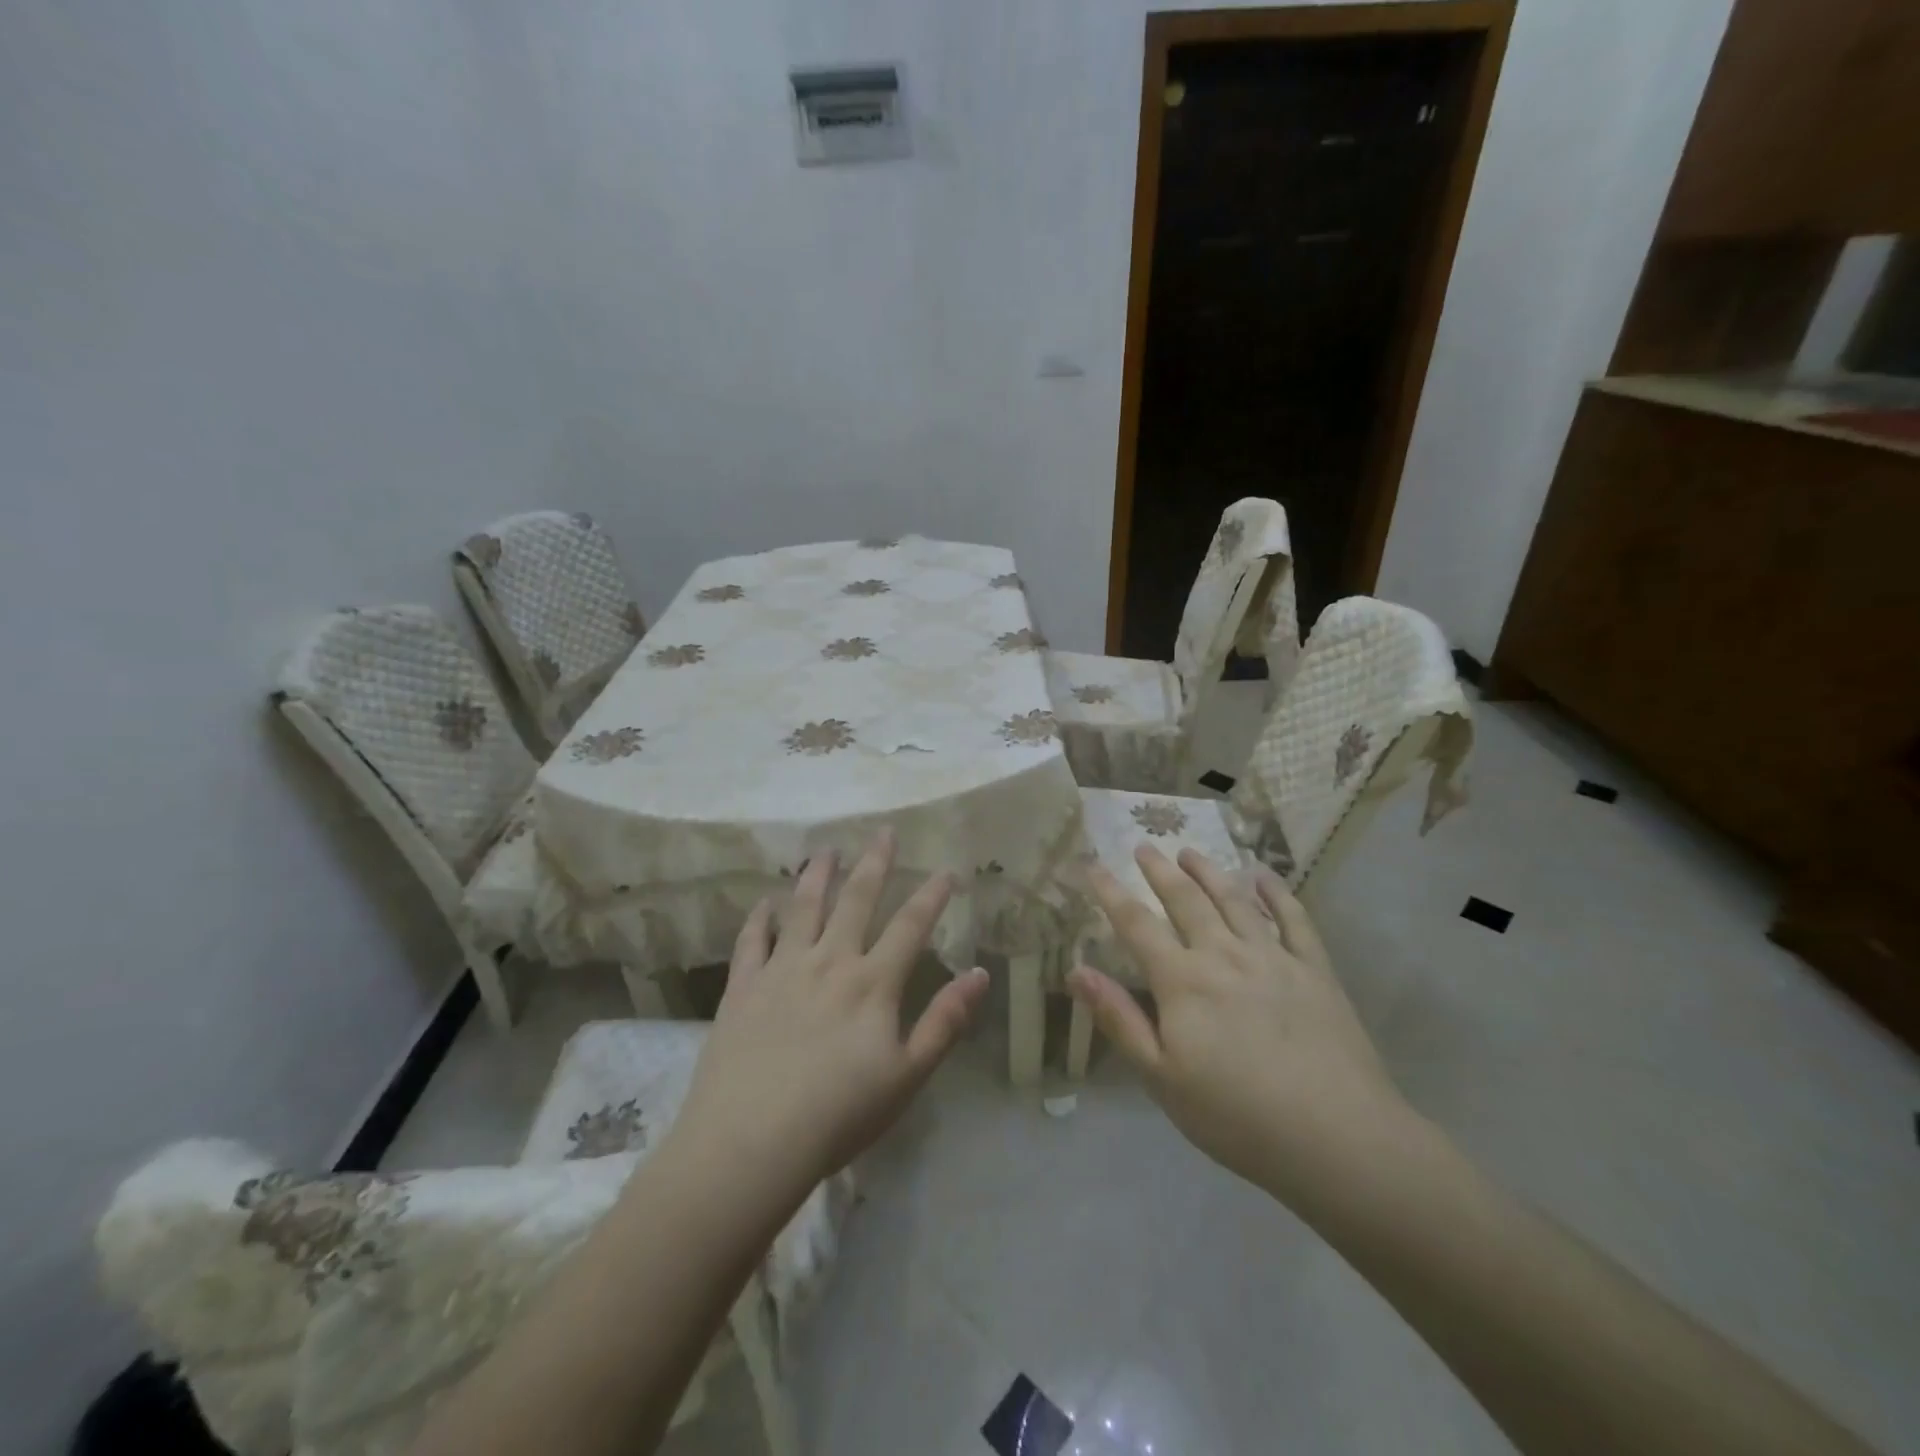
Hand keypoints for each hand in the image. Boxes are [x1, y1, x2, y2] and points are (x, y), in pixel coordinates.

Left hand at [671, 830, 989, 1195]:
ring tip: (826, 850)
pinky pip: (752, 940)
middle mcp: (829, 961)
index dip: (932, 895)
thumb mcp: (907, 1076)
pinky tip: (765, 902)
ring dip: (817, 875)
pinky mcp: (743, 987)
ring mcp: (782, 969)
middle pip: (856, 900)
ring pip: (803, 908)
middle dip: (874, 863)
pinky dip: (760, 917)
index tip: (946, 870)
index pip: (910, 926)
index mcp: (872, 983)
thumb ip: (945, 1022)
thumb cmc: (838, 1115)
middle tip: (883, 832)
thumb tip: (980, 974)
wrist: (750, 1143)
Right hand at [1068, 846, 1411, 1201]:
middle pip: (1185, 900)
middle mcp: (1224, 954)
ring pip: (1234, 900)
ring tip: (1190, 852)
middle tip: (1144, 846)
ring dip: (1209, 872)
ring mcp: (1273, 957)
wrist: (1338, 1138)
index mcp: (1183, 981)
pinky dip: (1276, 892)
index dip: (1111, 892)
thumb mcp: (1162, 1078)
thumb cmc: (1237, 1117)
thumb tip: (1076, 971)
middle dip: (1160, 870)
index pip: (1136, 924)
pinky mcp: (1315, 970)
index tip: (1093, 865)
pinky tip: (1264, 876)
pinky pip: (1294, 918)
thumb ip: (1120, 1020)